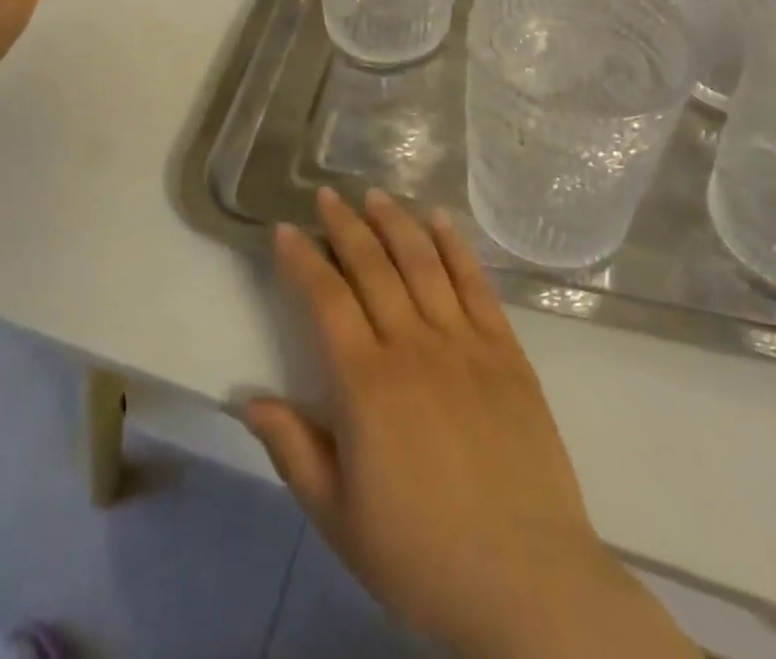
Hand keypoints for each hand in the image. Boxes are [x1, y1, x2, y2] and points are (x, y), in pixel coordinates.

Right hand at [243, 187, 696, 658]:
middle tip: (328, 194)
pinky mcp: (506, 350)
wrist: (527, 581)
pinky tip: (440, 221)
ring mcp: (464, 342)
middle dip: (346, 225)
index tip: (287, 229)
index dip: (303, 259)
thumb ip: (292, 449)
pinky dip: (455, 246)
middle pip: (373, 267)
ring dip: (396, 222)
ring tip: (376, 194)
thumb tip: (249, 399)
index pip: (325, 299)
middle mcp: (412, 346)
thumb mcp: (339, 517)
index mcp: (365, 384)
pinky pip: (475, 283)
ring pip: (423, 262)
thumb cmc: (421, 555)